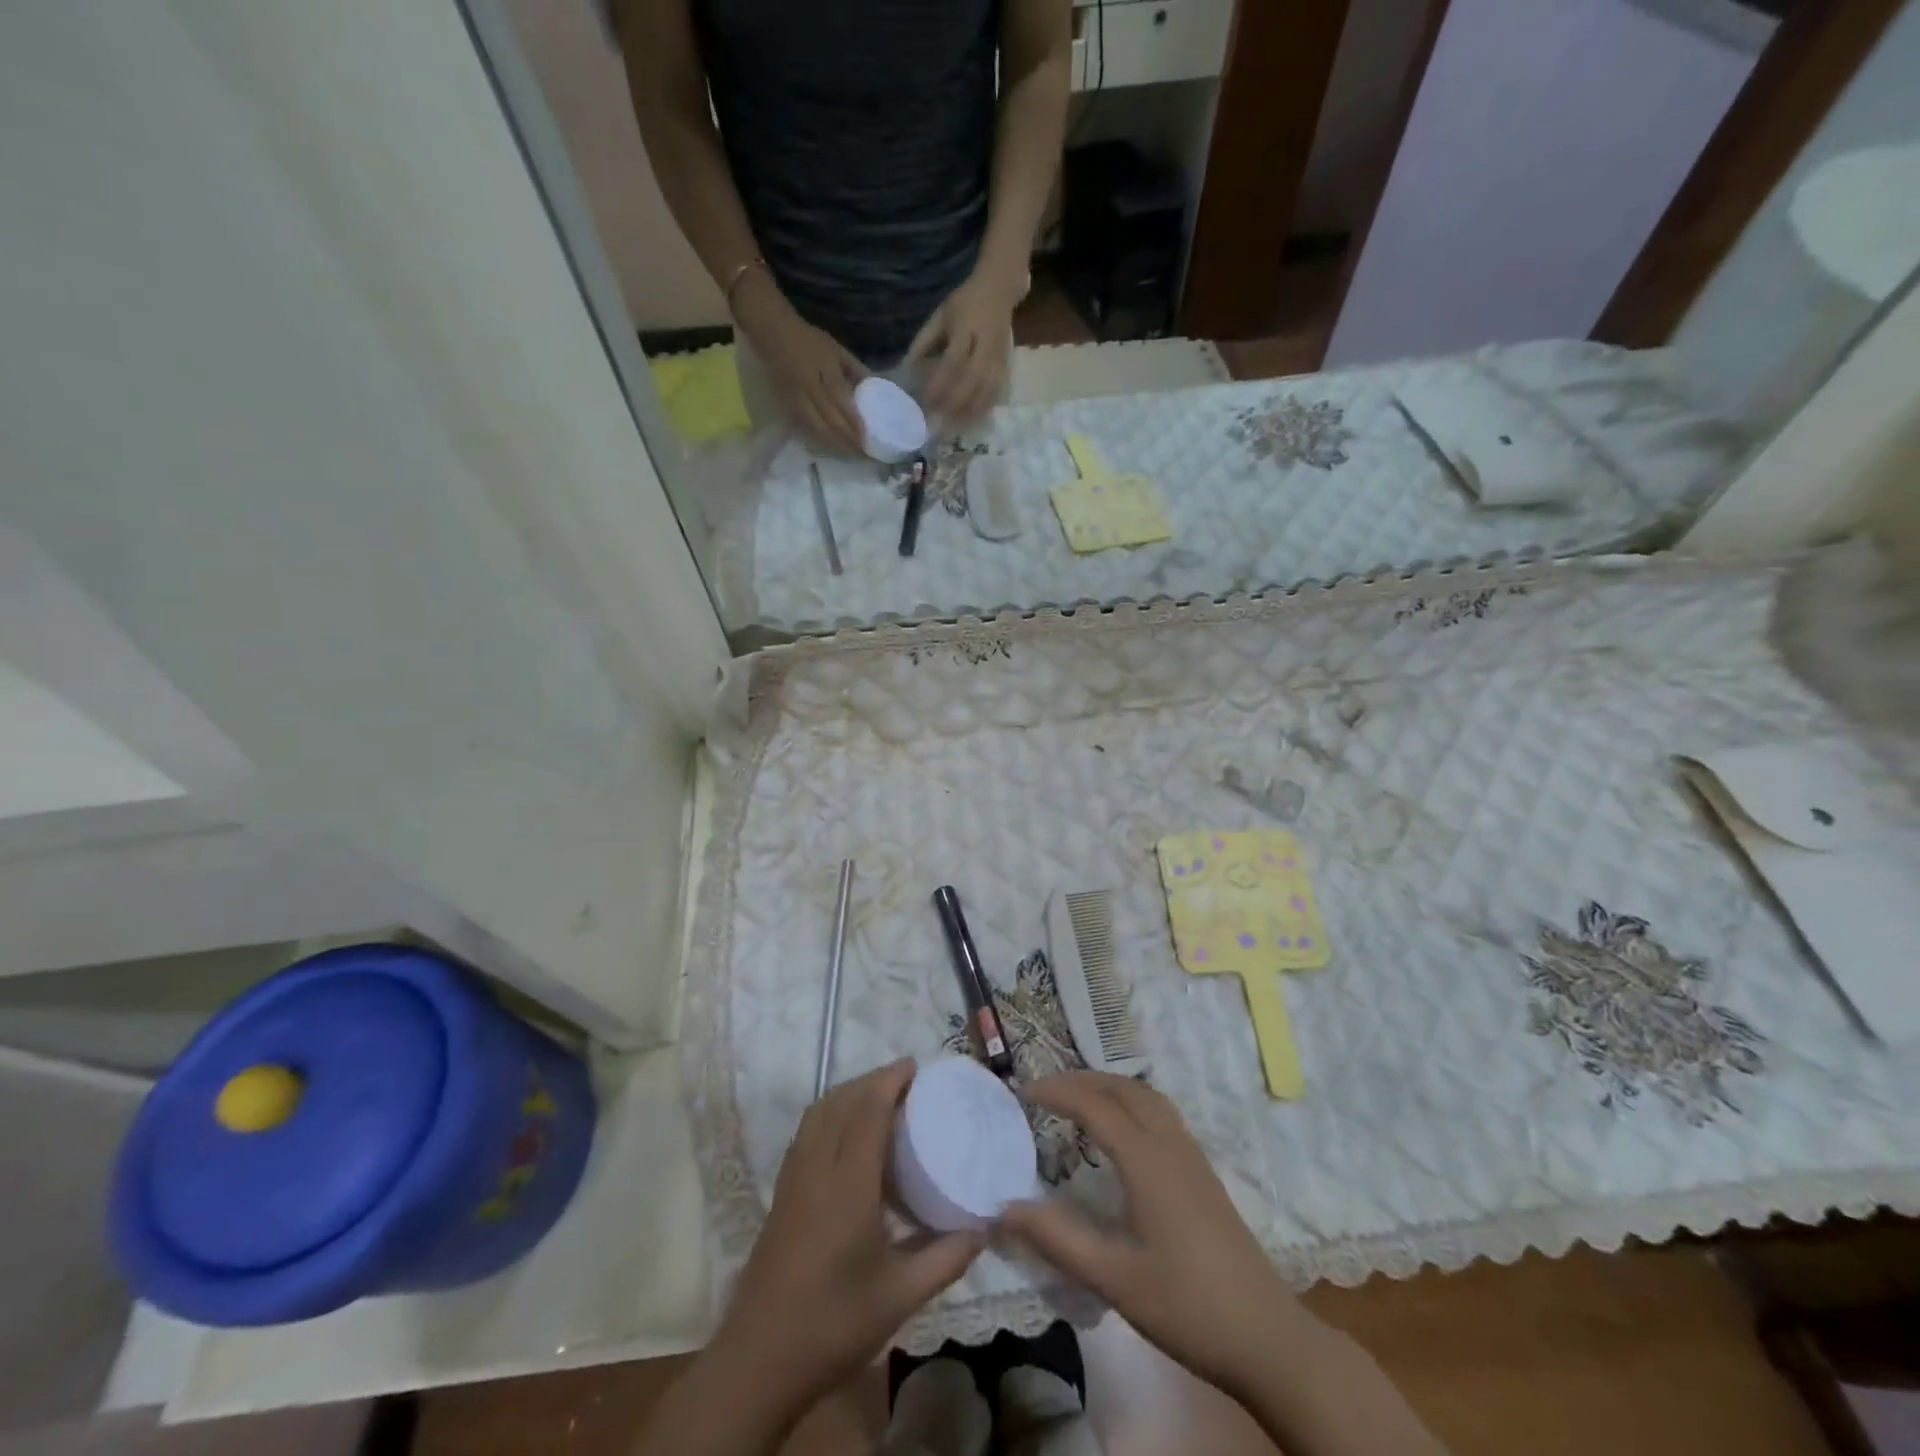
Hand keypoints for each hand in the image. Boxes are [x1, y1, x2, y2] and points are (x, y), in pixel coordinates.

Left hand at [707, 1061, 984, 1423]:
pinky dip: (830, 1114)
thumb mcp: (901, 1296)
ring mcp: (793, 1179)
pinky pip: (807, 1132)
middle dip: (872, 1080)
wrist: (758, 1361)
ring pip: (819, 1113)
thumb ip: (946, 1258)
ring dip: (848, 1093)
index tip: (916, 1067)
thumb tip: (984, 1227)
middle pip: (841, 1101)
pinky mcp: (781, 1193)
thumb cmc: (834, 1323)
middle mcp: (817, 1168)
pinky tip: (848, 1136)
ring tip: (880, 1098)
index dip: (890, 1080)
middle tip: (907, 1081)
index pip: (867, 1110)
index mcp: (847, 1183)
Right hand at [734, 269, 866, 453]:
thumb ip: (855, 370)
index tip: (867, 436)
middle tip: (862, 452)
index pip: (842, 400)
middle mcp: (810, 386)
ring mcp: (796, 398)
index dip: (855, 420)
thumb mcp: (836, 349)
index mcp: (824, 369)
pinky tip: (829, 446)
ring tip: (849, 453)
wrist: (771, 332)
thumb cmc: (808, 339)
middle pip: (831, 419)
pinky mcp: (785, 405)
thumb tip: (874, 388)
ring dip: (834, 443)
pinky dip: (818, 438)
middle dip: (848, 438)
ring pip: (817, 427)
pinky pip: (803, 427)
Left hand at [906, 261, 1023, 426]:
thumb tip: (907, 371)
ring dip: (970, 411)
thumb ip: (924, 342)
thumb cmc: (964, 303)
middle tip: (938, 420)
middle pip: (972, 380)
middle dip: (955, 403)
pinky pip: (997, 392)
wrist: (999, 289)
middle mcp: (986, 344)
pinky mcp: (1007, 365)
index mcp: (966, 327)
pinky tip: (972, 421)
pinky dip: (984, 409)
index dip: (940, 384)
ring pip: (987, 390)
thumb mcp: (940, 316)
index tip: (926, 401)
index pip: (953, 361)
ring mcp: (999, 356)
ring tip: (954, 428)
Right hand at [1000, 1072, 1311, 1400]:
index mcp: (1147, 1161)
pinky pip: (1161, 1113)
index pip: (1094, 1105)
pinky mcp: (1204, 1173)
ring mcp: (1192, 1157)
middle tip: (1046, 1091)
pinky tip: (1122, 1132)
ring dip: (1109, 1086)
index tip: (1023, 1092)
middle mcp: (1170, 1145)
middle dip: (1082, 1080)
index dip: (1057, 1092)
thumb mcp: (1115, 1279)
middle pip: (1123, 1088)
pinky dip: (1131, 1102)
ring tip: (1079, 1099)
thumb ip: (1059, 1239)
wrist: (1268, 1338)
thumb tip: (1005, 1208)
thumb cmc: (1188, 1307)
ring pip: (1147, 1097)